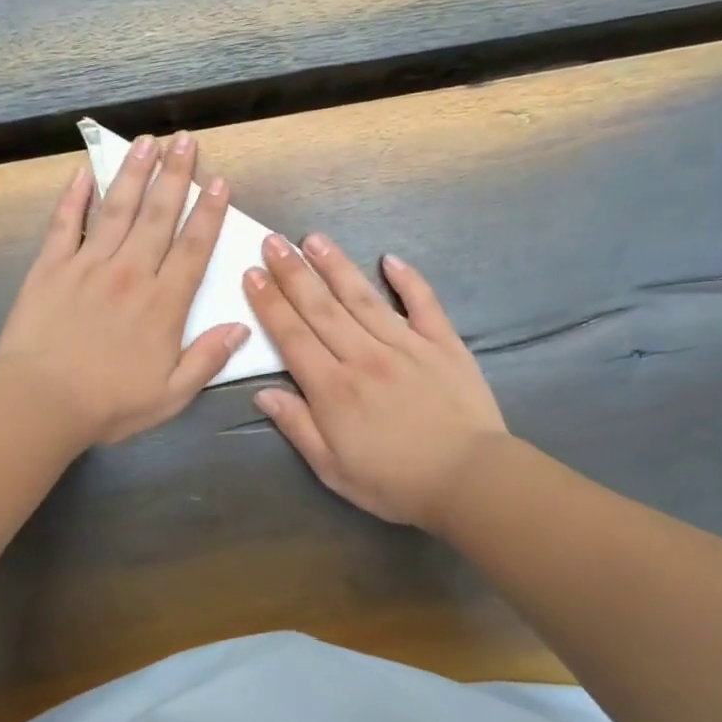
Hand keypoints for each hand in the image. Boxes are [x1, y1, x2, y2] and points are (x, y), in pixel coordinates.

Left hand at [0, 131, 248, 446]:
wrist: (40, 403)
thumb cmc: (109, 404)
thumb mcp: (172, 395)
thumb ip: (208, 358)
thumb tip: (242, 326)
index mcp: (163, 303)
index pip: (193, 247)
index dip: (209, 212)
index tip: (219, 181)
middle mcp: (130, 273)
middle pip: (158, 215)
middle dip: (175, 175)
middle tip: (185, 141)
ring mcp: (88, 265)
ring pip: (116, 209)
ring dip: (133, 173)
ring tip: (146, 141)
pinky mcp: (51, 267)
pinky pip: (65, 224)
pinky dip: (74, 197)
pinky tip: (82, 173)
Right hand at [244, 234, 506, 528]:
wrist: (469, 480)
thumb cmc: (394, 483)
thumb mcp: (332, 469)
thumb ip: (297, 427)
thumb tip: (263, 393)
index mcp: (333, 388)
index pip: (292, 336)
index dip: (269, 303)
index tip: (252, 273)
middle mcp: (364, 356)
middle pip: (321, 308)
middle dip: (293, 273)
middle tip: (272, 242)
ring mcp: (406, 345)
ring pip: (363, 297)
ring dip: (336, 266)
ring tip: (314, 239)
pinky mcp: (443, 344)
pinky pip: (423, 304)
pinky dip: (408, 280)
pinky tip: (390, 259)